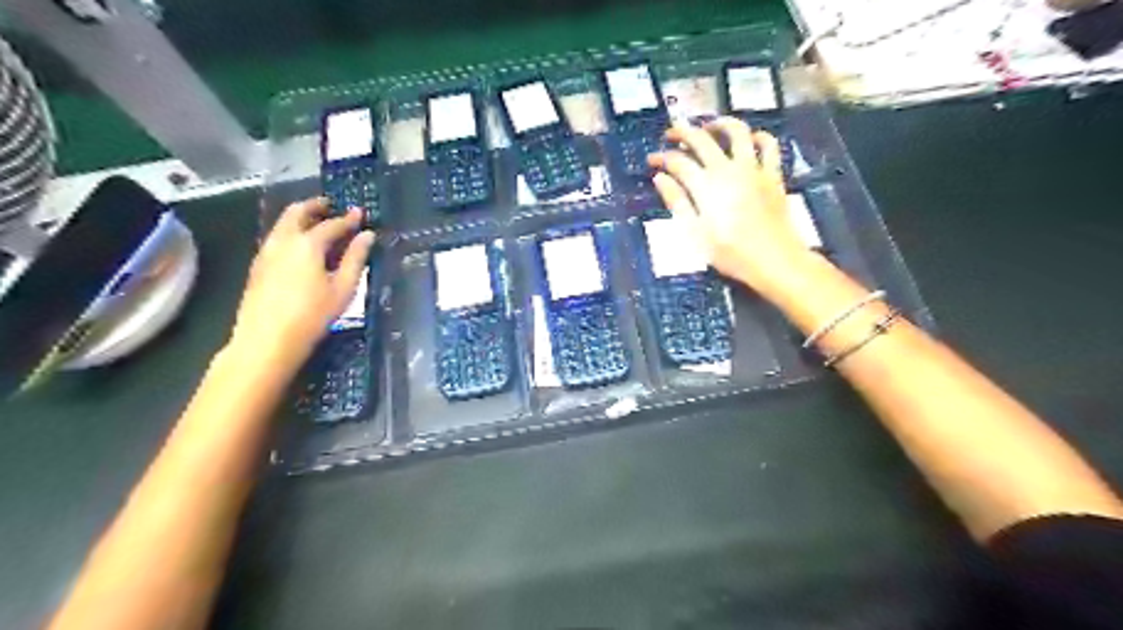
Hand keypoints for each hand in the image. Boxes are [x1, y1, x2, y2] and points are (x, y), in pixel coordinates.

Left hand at [230, 199, 374, 367]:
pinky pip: (277, 238)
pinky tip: (302, 248)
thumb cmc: (312, 316)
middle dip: (315, 206)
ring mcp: (266, 252)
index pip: (332, 224)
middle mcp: (283, 241)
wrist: (266, 341)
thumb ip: (356, 259)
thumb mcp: (343, 289)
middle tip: (330, 206)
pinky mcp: (258, 266)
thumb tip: (367, 236)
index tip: (360, 213)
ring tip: (317, 224)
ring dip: (301, 218)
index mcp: (307, 244)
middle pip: (297, 213)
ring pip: (282, 224)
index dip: (348, 219)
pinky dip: (291, 232)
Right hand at [651, 117, 818, 299]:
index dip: (661, 158)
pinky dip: (759, 137)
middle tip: (671, 133)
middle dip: (682, 132)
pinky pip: (769, 145)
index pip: (677, 161)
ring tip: (710, 127)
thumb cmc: (729, 252)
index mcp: (705, 185)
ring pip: (738, 132)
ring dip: (721, 123)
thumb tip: (660, 178)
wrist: (773, 260)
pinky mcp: (773, 174)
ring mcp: (753, 168)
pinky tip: (751, 139)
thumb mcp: (694, 232)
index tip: (651, 161)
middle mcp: (728, 169)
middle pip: (702, 139)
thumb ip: (677, 202)